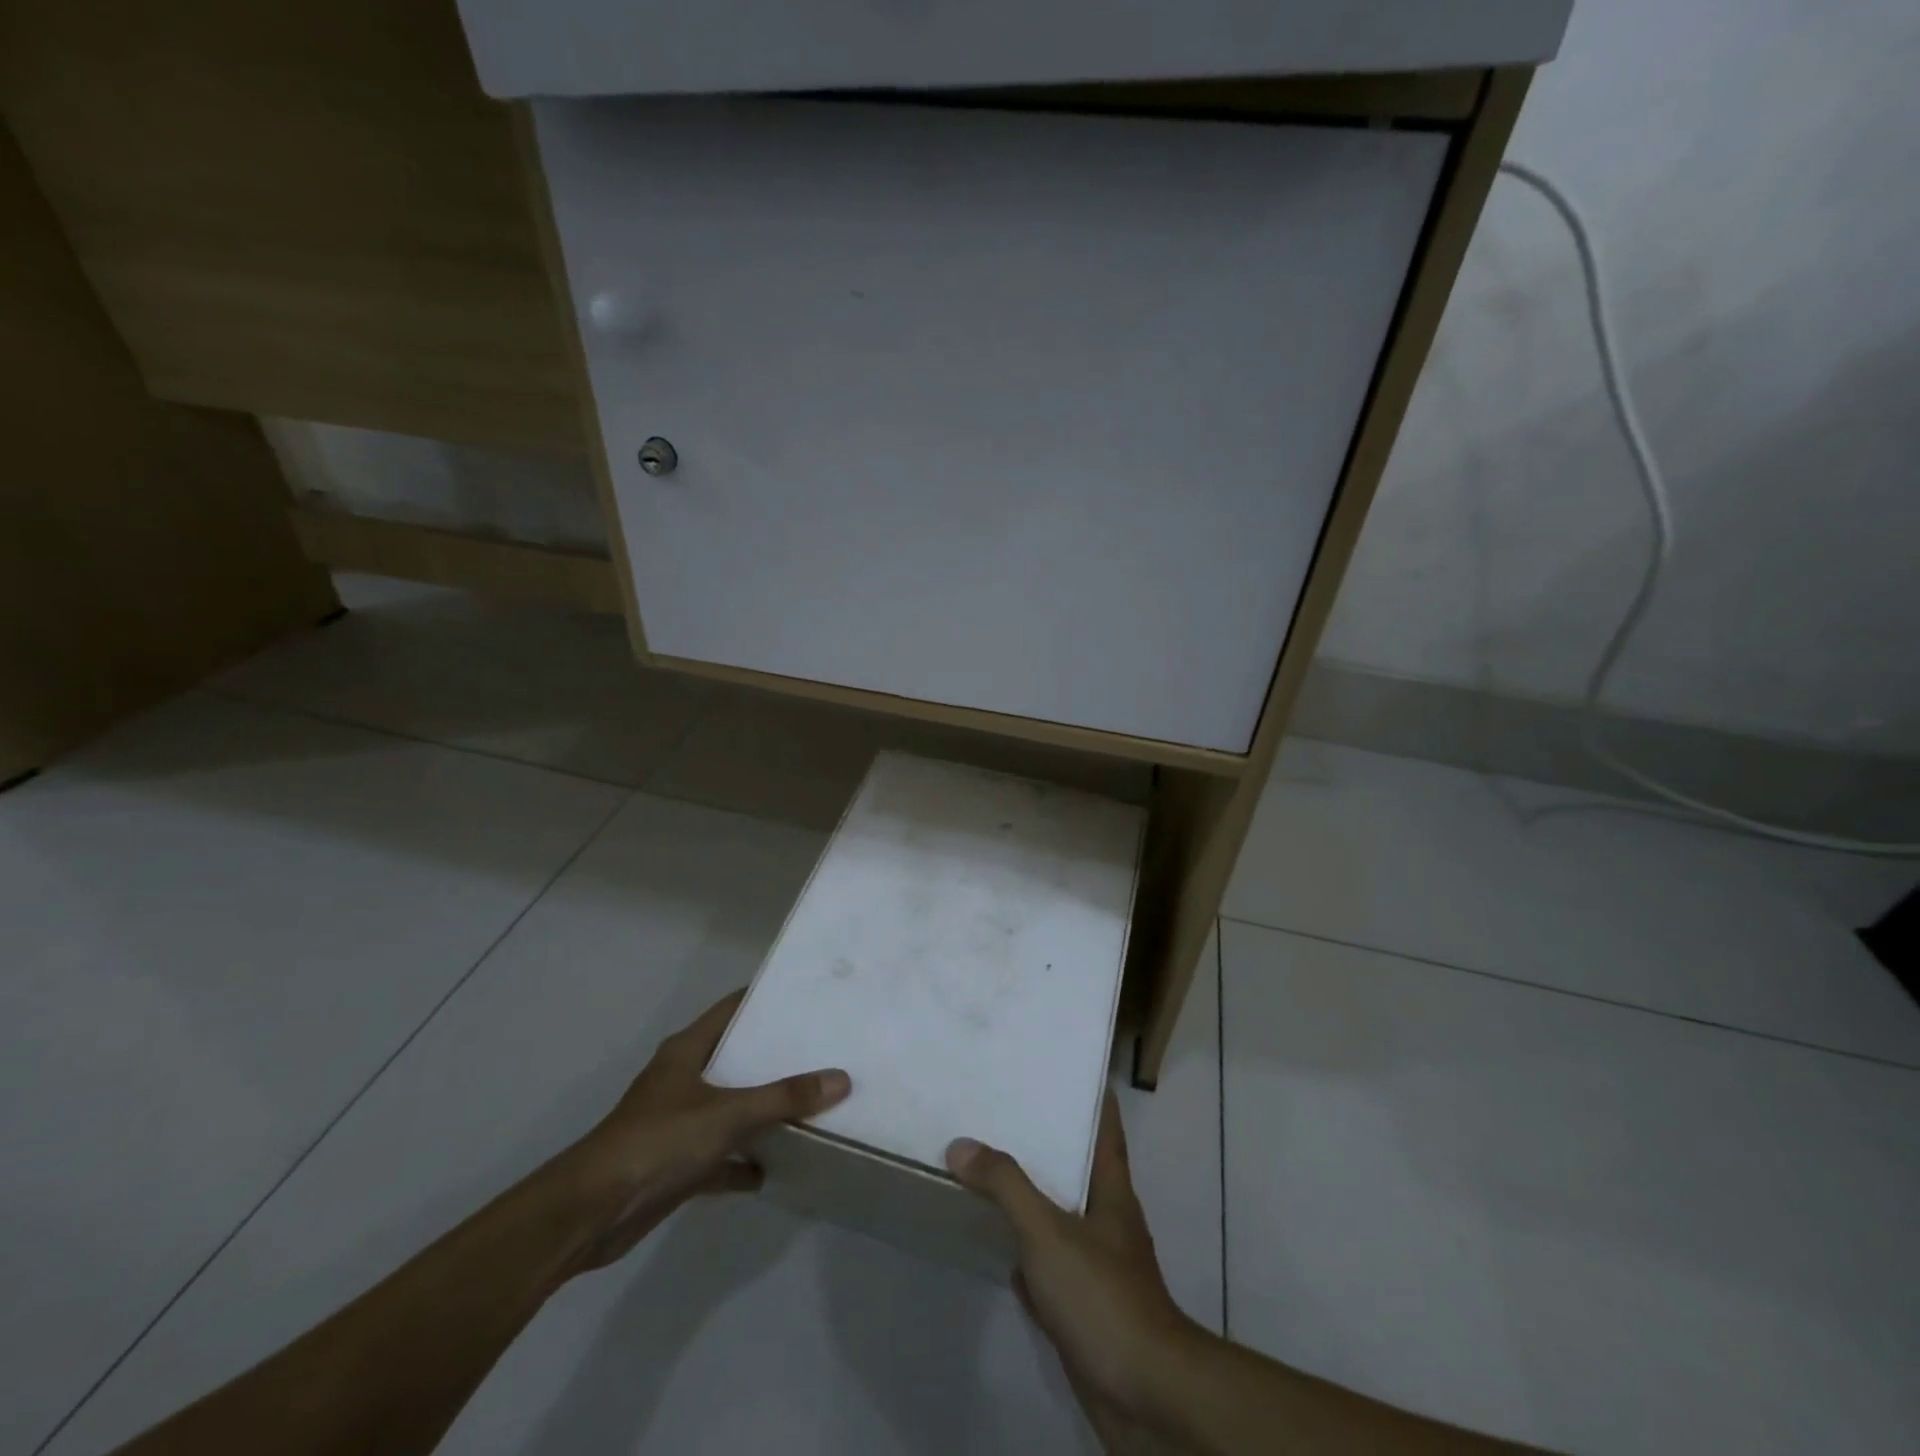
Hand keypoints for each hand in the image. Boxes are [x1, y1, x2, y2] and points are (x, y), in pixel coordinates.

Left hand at [560, 990, 850, 1273]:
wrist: (591, 1213)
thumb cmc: (657, 1141)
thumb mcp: (727, 1113)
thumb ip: (784, 1097)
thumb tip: (840, 1078)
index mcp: (687, 1051)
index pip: (732, 1009)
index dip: (765, 1000)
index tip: (806, 996)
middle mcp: (683, 1079)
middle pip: (735, 1058)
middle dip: (774, 1057)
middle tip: (822, 1048)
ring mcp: (679, 1123)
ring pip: (730, 1108)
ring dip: (762, 1110)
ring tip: (810, 1102)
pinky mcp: (677, 1164)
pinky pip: (721, 1156)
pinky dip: (745, 1161)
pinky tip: (777, 1168)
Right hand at [946, 1093, 1194, 1428]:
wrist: (1142, 1393)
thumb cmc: (1101, 1294)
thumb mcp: (1047, 1230)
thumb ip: (1005, 1185)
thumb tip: (961, 1145)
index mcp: (1112, 1191)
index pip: (1106, 1128)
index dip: (1092, 1097)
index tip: (1066, 1069)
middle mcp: (1109, 1221)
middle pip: (1078, 1169)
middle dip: (1048, 1144)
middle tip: (1007, 1113)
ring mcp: (1099, 1267)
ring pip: (1060, 1217)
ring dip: (1033, 1198)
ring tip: (993, 1170)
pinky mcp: (1084, 1308)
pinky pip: (1050, 1267)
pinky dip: (1026, 1254)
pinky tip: (1000, 1248)